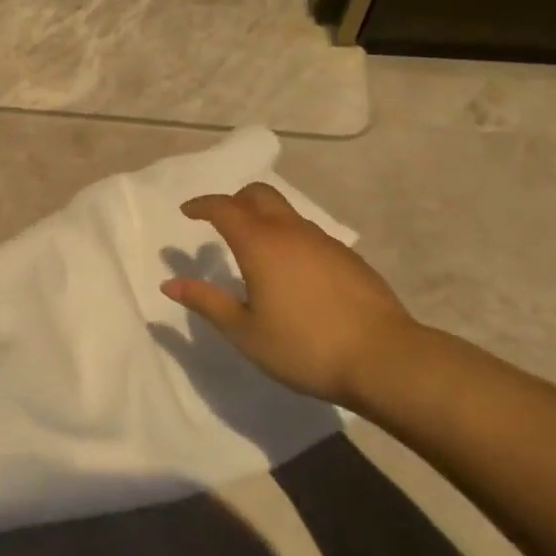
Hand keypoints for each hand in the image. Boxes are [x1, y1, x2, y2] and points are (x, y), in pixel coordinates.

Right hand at [160, 183, 418, 407]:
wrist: (386, 360)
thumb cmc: (305, 347)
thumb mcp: (245, 331)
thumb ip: (207, 302)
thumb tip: (170, 282)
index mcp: (260, 244)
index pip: (224, 208)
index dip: (202, 205)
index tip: (187, 211)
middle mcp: (291, 232)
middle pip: (259, 195)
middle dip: (234, 200)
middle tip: (219, 220)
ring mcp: (324, 242)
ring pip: (286, 213)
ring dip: (263, 218)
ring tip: (254, 248)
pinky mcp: (348, 258)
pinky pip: (308, 234)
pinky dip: (289, 237)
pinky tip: (291, 271)